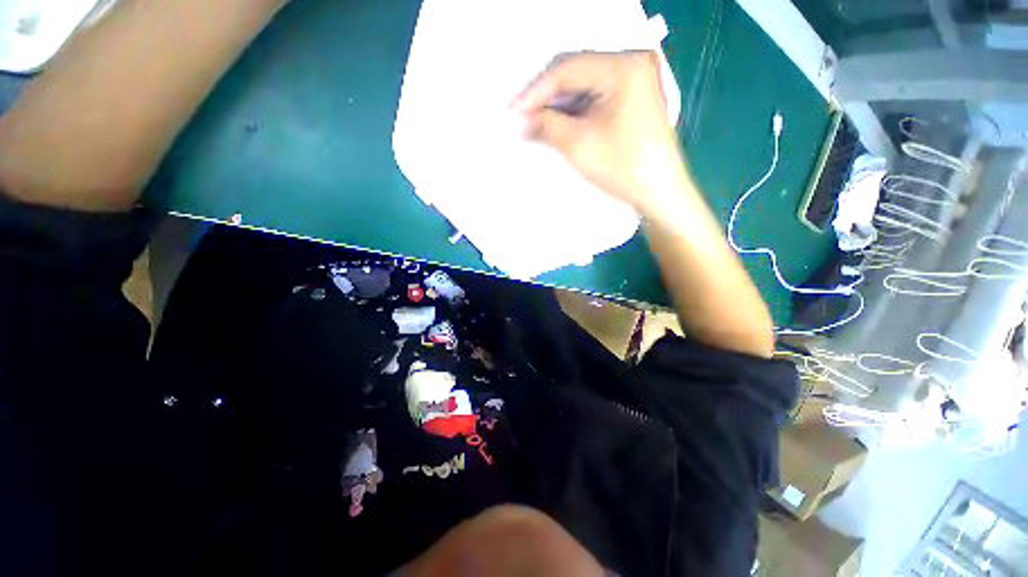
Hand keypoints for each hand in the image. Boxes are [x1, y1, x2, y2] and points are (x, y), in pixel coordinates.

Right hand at [509, 51, 684, 213]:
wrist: (660, 192)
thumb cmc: (623, 167)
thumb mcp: (578, 144)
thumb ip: (545, 125)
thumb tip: (518, 120)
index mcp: (623, 65)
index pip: (565, 69)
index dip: (533, 92)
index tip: (510, 113)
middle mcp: (630, 64)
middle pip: (574, 73)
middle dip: (543, 98)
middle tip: (519, 118)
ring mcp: (632, 81)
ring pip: (582, 87)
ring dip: (556, 106)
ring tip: (532, 124)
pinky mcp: (631, 99)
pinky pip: (593, 99)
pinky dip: (572, 112)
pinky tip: (555, 125)